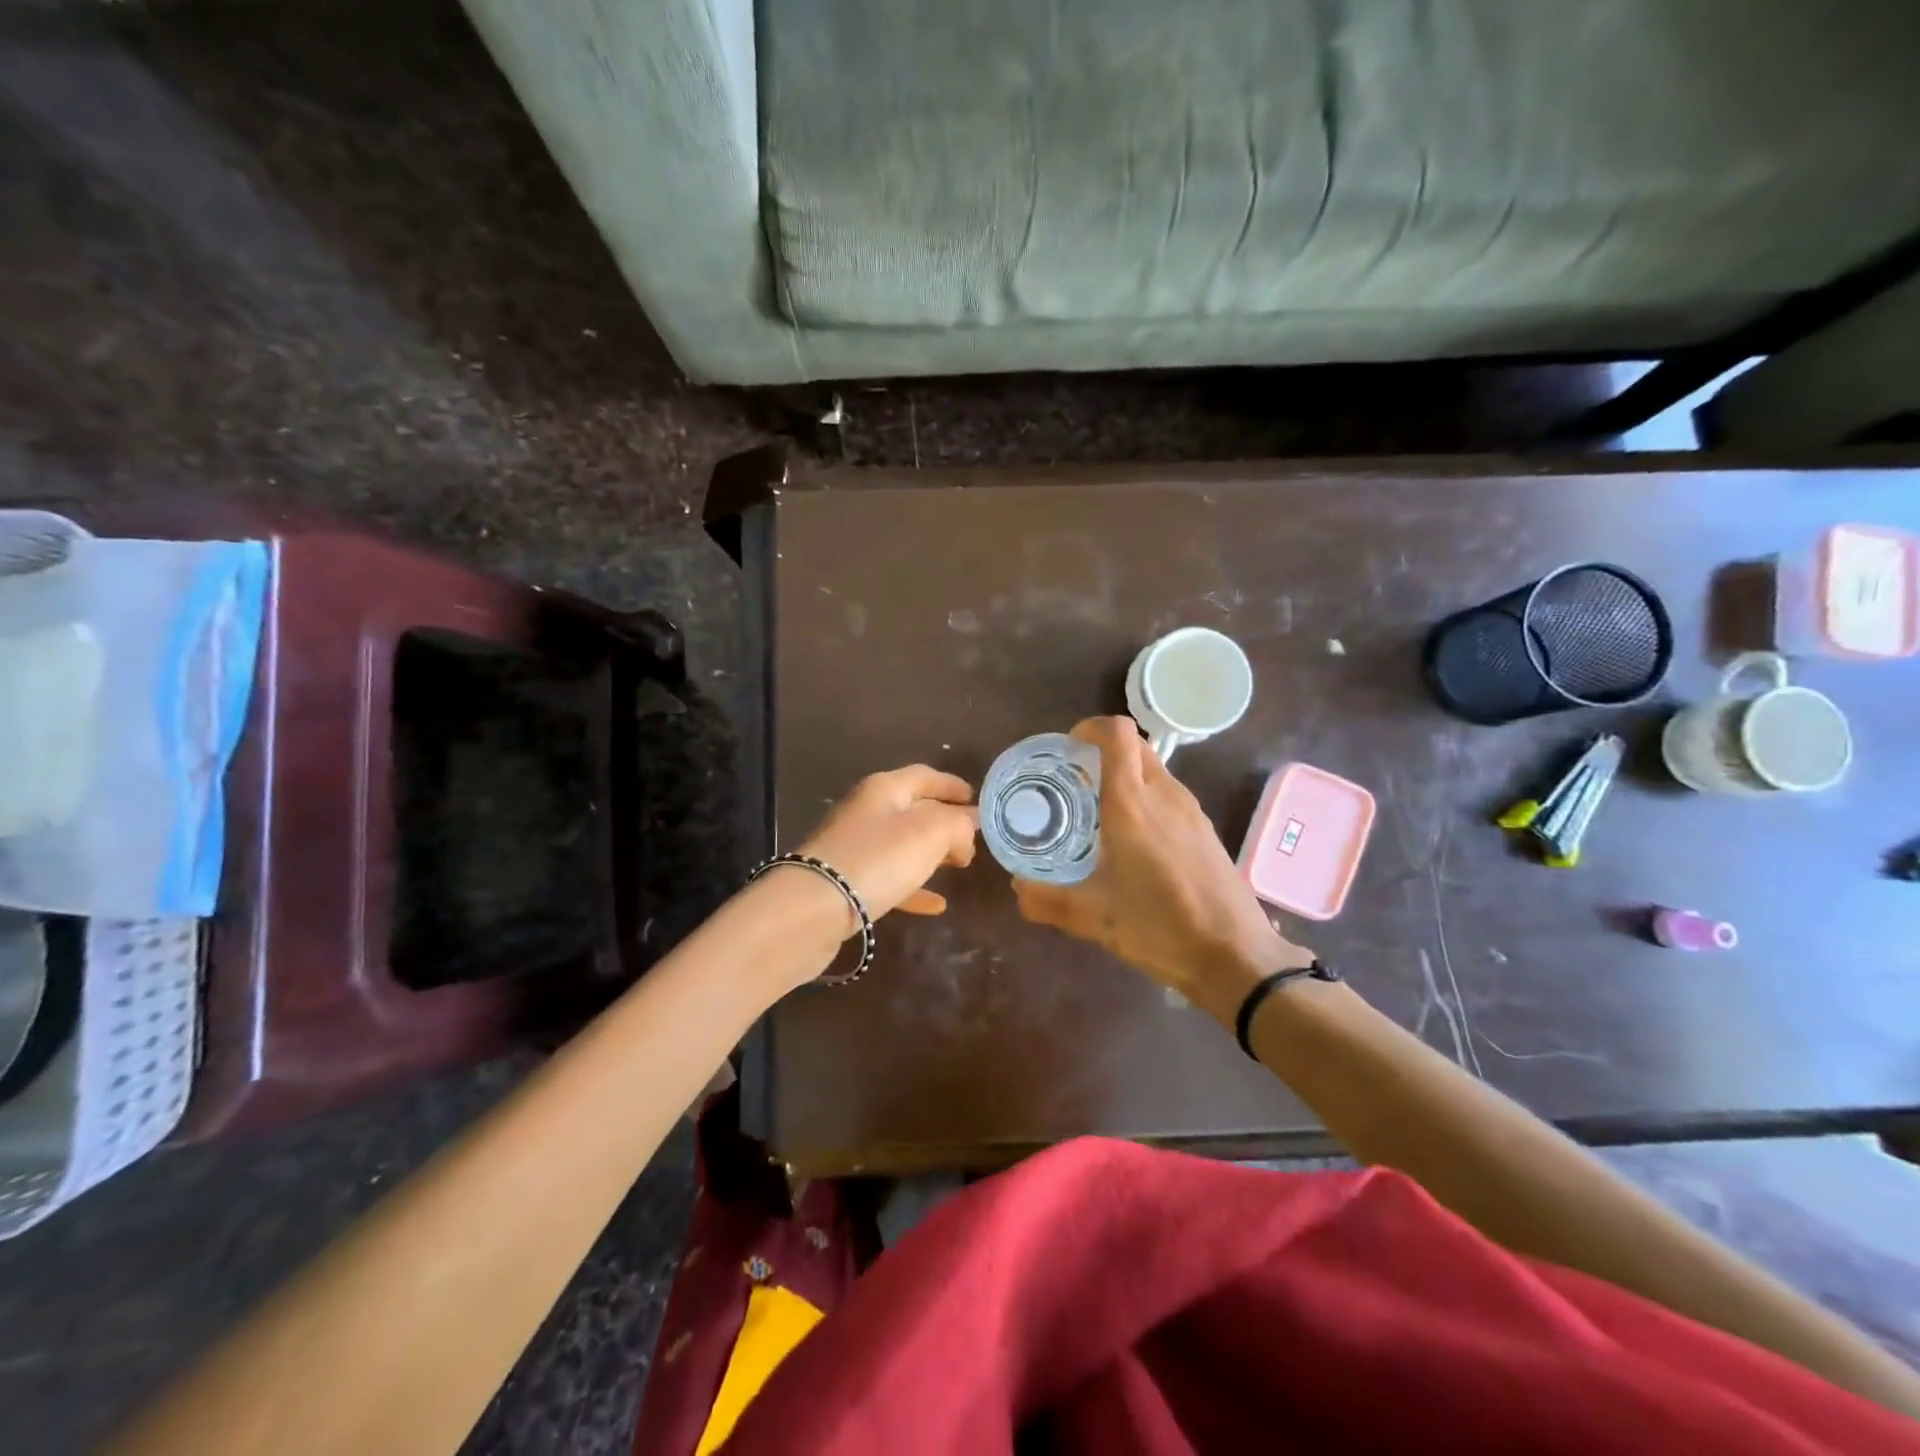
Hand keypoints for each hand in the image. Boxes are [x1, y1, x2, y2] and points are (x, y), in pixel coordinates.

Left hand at [797, 765, 978, 925]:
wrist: (811, 910)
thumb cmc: (876, 859)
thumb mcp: (930, 833)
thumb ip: (957, 824)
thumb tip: (967, 828)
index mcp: (883, 789)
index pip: (924, 777)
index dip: (952, 785)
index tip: (977, 799)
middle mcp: (865, 812)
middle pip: (913, 809)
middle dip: (945, 821)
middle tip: (973, 838)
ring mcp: (853, 848)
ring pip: (902, 845)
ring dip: (931, 854)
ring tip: (960, 866)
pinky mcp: (846, 884)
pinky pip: (889, 879)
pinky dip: (914, 887)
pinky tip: (936, 905)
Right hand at [1013, 717, 1313, 1023]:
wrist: (1236, 956)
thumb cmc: (1160, 928)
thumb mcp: (1094, 919)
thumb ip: (1047, 901)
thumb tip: (1016, 888)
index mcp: (1131, 805)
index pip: (1117, 734)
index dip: (1090, 728)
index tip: (1068, 749)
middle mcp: (1164, 795)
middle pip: (1136, 745)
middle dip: (1104, 751)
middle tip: (1075, 781)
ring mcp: (1191, 810)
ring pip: (1154, 769)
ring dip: (1126, 775)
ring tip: (1099, 812)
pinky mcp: (1205, 829)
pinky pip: (1169, 794)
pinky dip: (1146, 797)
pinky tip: (1134, 840)